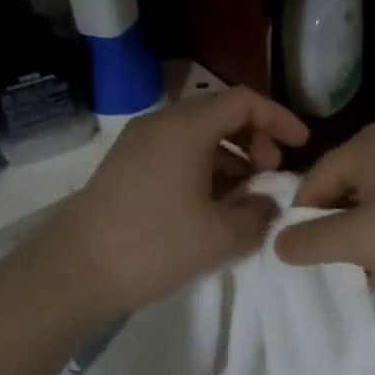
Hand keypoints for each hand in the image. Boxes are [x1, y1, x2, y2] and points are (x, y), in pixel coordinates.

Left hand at [45, 87, 307, 315]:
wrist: (73, 272)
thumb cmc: (154, 246)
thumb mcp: (222, 235)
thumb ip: (259, 212)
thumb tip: (268, 201)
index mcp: (186, 128)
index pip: (244, 101)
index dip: (280, 119)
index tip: (302, 145)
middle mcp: (161, 124)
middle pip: (221, 113)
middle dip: (256, 138)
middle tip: (271, 173)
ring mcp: (139, 142)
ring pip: (199, 134)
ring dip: (231, 156)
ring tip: (246, 194)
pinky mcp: (126, 164)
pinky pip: (177, 150)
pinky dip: (205, 166)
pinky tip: (212, 203)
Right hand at [275, 124, 374, 285]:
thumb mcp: (358, 240)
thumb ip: (311, 241)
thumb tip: (278, 243)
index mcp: (364, 145)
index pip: (313, 182)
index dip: (303, 222)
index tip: (305, 258)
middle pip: (340, 190)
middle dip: (334, 231)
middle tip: (335, 267)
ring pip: (368, 203)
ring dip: (360, 238)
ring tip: (362, 272)